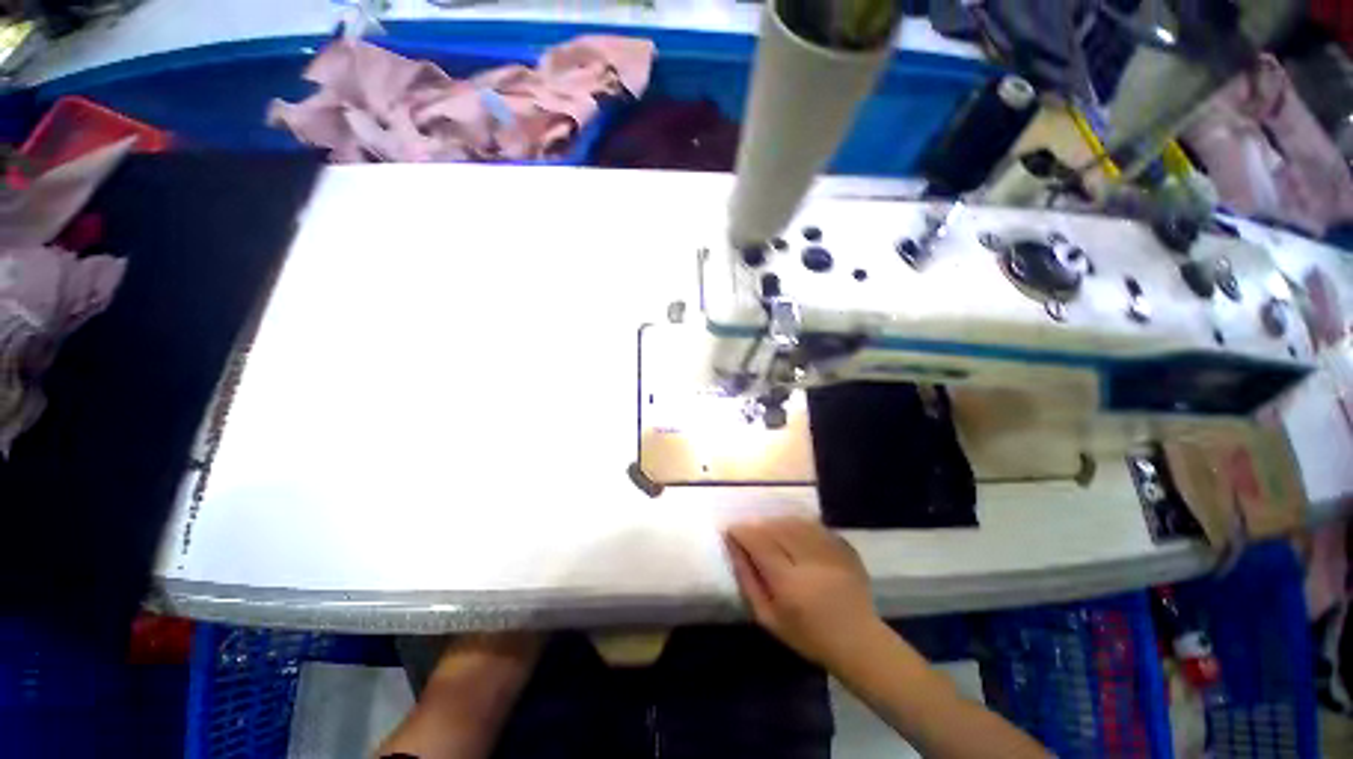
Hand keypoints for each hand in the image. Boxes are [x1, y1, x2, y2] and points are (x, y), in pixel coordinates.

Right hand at [724, 517, 881, 667]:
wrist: (858, 642)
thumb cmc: (807, 636)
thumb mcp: (768, 617)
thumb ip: (748, 580)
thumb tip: (733, 547)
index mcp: (789, 583)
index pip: (759, 544)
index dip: (742, 532)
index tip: (731, 530)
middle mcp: (810, 562)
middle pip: (777, 528)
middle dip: (758, 525)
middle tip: (750, 531)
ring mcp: (830, 552)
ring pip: (796, 522)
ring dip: (777, 522)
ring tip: (769, 530)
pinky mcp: (844, 547)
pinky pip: (815, 525)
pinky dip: (798, 523)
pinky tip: (793, 531)